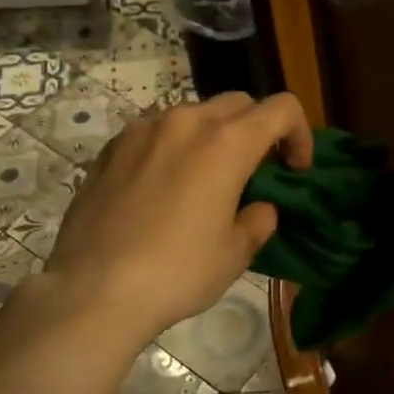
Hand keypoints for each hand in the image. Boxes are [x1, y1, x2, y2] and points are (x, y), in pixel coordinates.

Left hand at [43, 92, 312, 340]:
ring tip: (207, 178)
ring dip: (214, 135)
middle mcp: (186, 121)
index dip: (300, 134)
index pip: (282, 109)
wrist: (93, 289)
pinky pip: (156, 131)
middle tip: (256, 172)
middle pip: (239, 103)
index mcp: (227, 142)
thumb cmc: (177, 272)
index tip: (295, 170)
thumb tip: (259, 207)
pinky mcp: (111, 147)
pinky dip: (174, 146)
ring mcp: (143, 130)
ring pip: (194, 114)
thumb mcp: (235, 253)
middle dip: (258, 129)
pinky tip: (164, 187)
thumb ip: (258, 220)